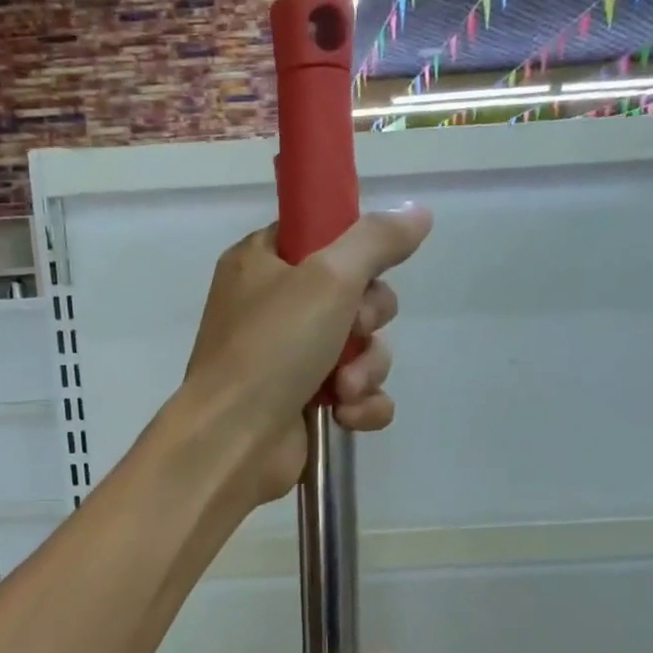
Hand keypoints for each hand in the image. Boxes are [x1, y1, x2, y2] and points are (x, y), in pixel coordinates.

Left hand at [183, 207, 430, 505]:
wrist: (234, 441)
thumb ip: (376, 240)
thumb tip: (418, 212)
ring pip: (362, 349)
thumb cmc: (272, 348)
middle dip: (367, 320)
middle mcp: (273, 308)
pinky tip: (346, 415)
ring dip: (366, 369)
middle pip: (354, 295)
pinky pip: (358, 394)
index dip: (353, 253)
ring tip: (343, 389)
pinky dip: (362, 405)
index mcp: (261, 263)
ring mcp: (288, 360)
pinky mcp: (305, 404)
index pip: (319, 236)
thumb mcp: (328, 277)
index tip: (366, 270)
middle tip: (354, 331)